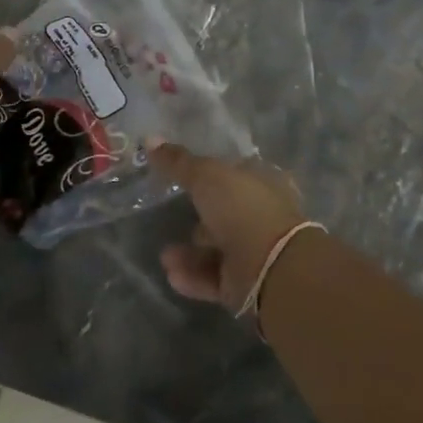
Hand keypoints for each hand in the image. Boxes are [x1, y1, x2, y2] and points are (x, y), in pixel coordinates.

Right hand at [153, 143, 306, 313]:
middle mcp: (261, 214)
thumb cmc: (242, 208)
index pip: (234, 174)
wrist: (271, 268)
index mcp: (262, 181)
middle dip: (196, 219)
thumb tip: (150, 138)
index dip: (210, 174)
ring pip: (216, 248)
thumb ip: (178, 162)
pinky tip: (173, 274)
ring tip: (166, 257)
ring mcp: (255, 250)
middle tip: (171, 218)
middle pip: (224, 213)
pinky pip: (214, 276)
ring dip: (189, 253)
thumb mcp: (205, 175)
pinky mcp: (247, 284)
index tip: (182, 178)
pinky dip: (194, 276)